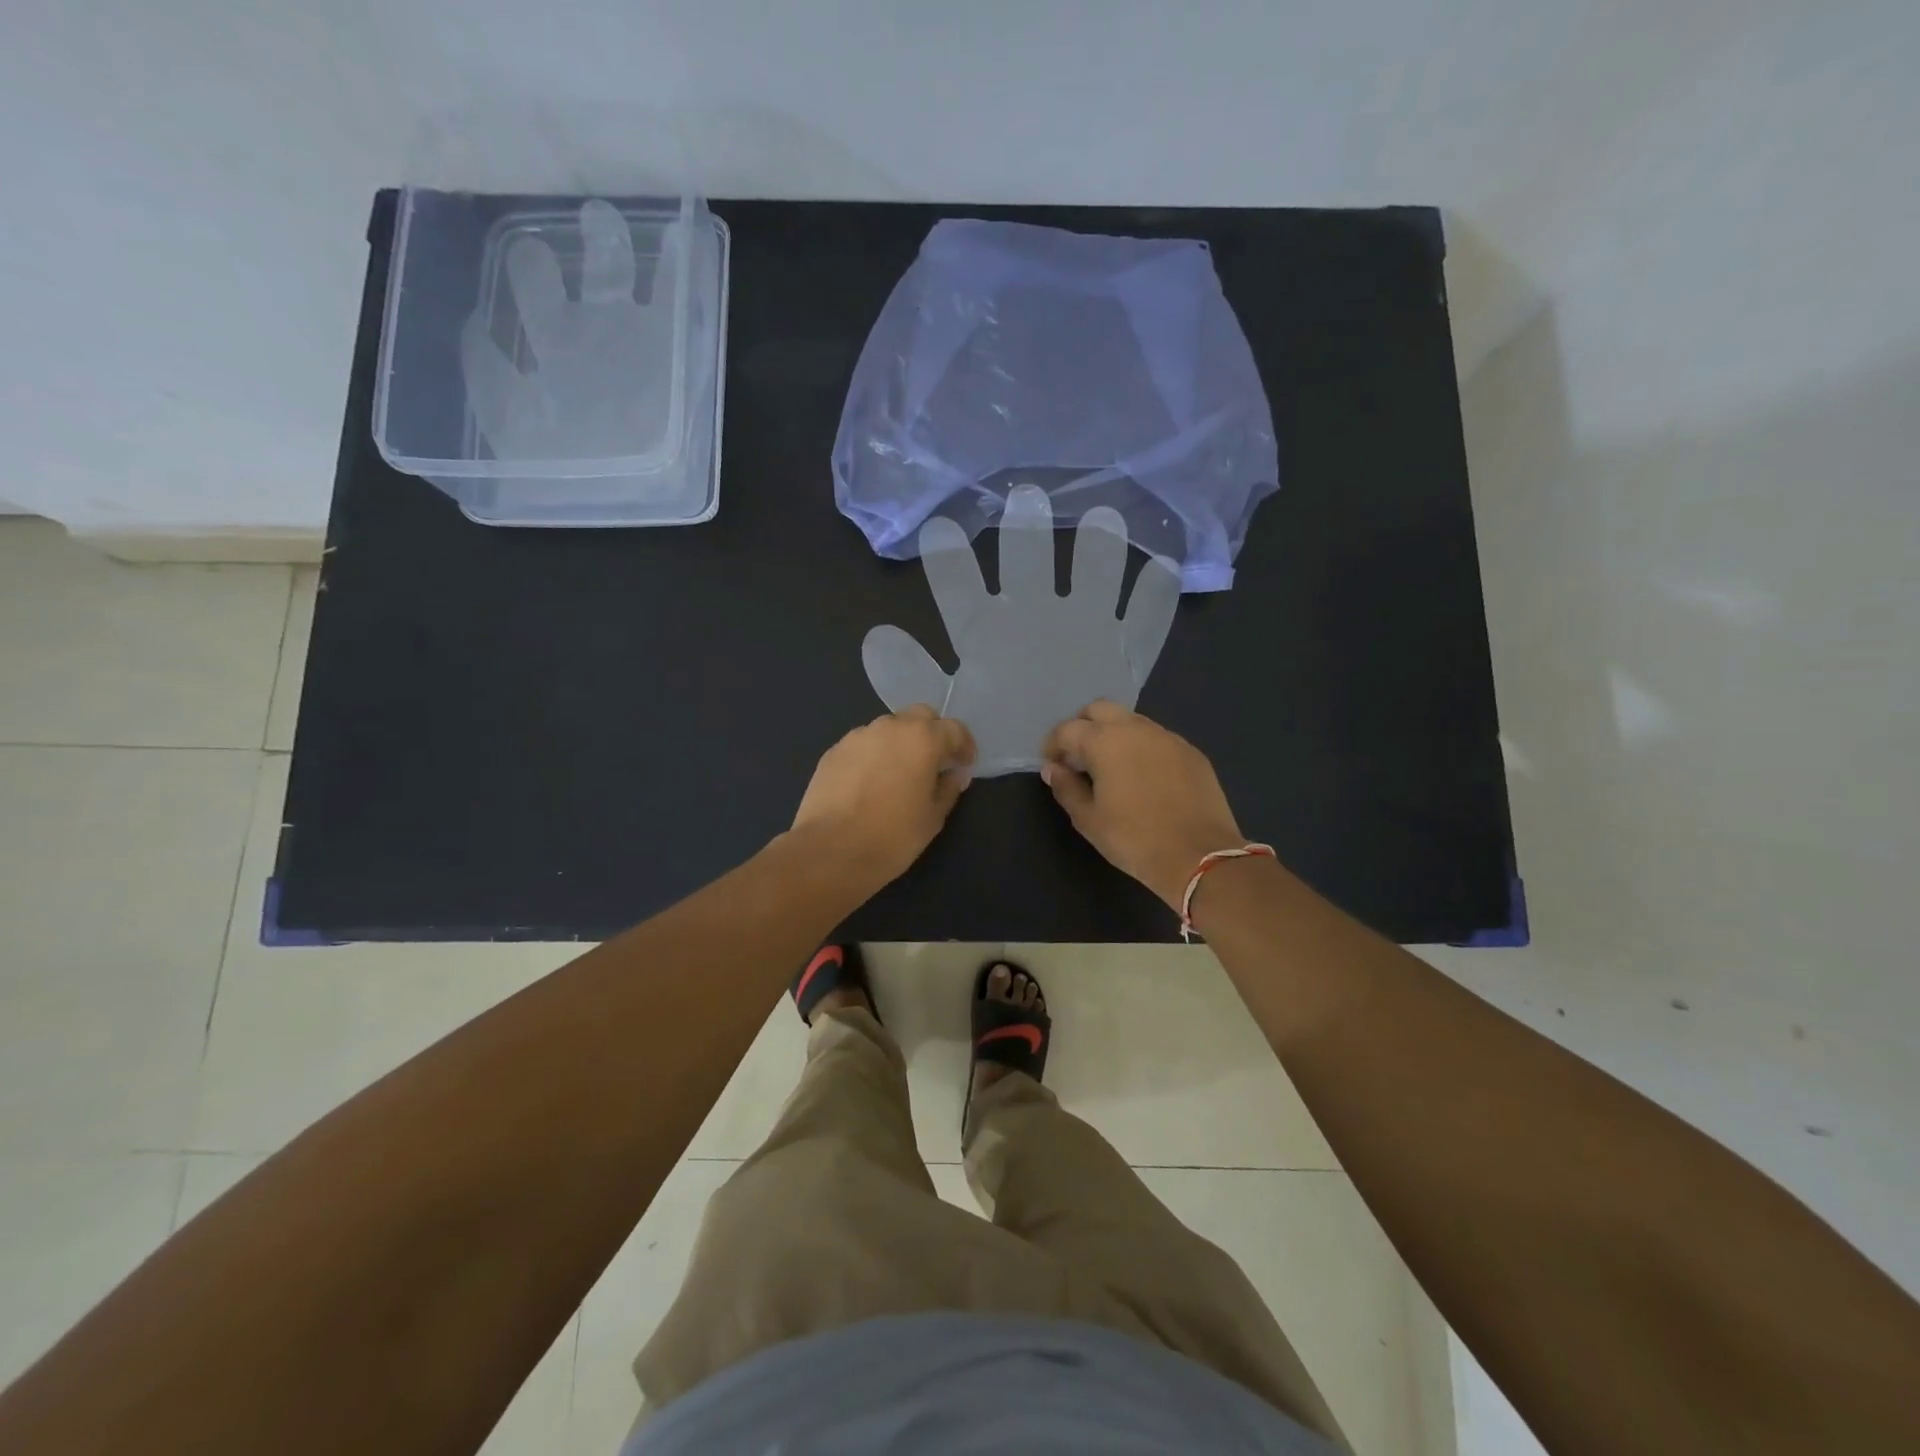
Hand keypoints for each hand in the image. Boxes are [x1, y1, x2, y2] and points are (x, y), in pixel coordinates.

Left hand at [791, 705, 975, 888]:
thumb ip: (948, 789)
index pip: (954, 728)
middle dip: (932, 733)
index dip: (964, 746)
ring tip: (899, 774)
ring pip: (888, 728)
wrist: (829, 851)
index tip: (964, 765)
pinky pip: (863, 744)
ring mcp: (858, 736)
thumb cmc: (892, 837)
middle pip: (920, 716)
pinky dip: (874, 755)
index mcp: (922, 739)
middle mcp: (890, 727)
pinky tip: (870, 783)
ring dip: (900, 743)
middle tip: (934, 763)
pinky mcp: (833, 751)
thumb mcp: (933, 818)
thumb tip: (954, 774)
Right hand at [1041, 701, 1245, 909]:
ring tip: (1111, 767)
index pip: (1068, 729)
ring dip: (1114, 734)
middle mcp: (1136, 728)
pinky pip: (1157, 738)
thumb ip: (1066, 788)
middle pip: (1100, 710)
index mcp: (1105, 741)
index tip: (1052, 765)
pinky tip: (1144, 777)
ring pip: (1131, 721)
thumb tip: (1053, 768)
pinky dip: (1141, 747)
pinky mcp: (1191, 752)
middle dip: (1083, 727)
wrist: (1200, 856)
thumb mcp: (1089, 820)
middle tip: (1078, 757)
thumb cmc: (1134, 839)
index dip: (1053, 745)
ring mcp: (1168, 737)